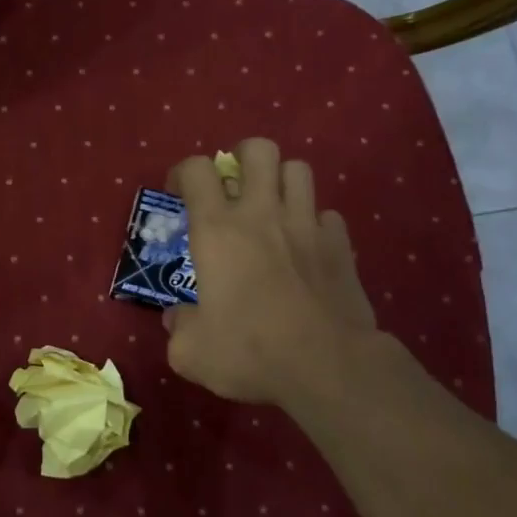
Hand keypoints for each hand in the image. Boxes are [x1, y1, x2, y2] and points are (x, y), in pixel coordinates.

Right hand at [164, 137, 379, 406]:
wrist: (328, 366)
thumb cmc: (250, 351)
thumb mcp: (190, 351)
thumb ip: (178, 326)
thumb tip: (177, 317)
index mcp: (217, 230)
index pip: (196, 170)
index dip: (182, 173)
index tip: (177, 194)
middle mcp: (262, 214)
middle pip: (258, 150)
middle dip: (241, 157)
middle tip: (232, 185)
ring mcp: (307, 225)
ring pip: (298, 170)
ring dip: (280, 181)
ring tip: (271, 207)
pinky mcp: (340, 245)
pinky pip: (327, 214)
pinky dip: (313, 222)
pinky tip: (306, 245)